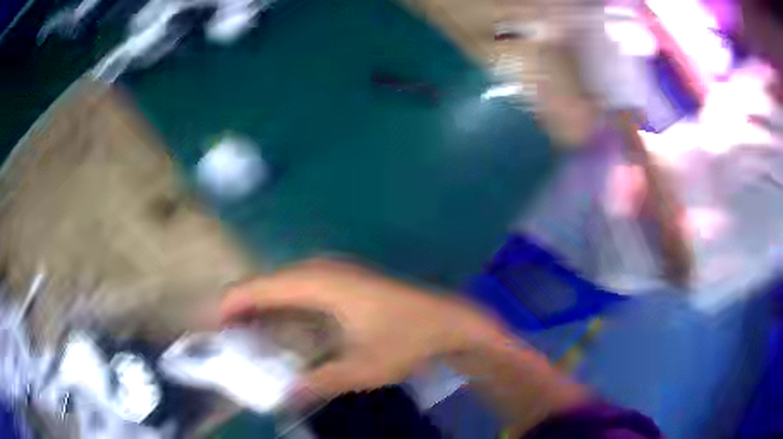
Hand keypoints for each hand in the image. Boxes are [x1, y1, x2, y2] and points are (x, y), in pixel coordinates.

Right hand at [220, 259, 495, 398]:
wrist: (446, 321)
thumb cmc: (405, 341)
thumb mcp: (361, 369)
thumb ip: (319, 382)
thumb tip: (284, 396)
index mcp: (320, 284)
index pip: (262, 287)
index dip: (233, 303)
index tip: (213, 324)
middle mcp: (323, 269)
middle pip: (269, 282)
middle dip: (244, 306)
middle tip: (228, 336)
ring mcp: (336, 271)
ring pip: (285, 283)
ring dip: (264, 305)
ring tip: (246, 333)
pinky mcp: (345, 279)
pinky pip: (302, 287)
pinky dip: (284, 304)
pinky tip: (281, 325)